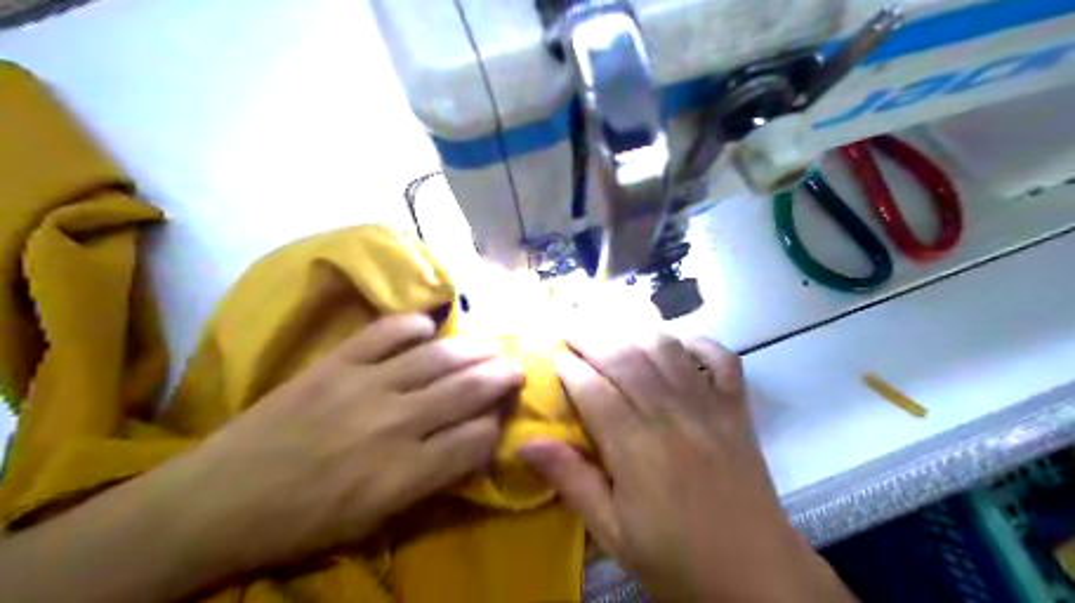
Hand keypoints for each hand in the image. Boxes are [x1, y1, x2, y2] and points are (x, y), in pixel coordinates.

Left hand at [155, 313, 520, 576]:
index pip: (475, 438)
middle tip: (517, 368)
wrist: (221, 499)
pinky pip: (385, 333)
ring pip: (437, 357)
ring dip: (472, 349)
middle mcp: (395, 423)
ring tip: (490, 345)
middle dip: (501, 377)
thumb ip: (430, 480)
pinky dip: (412, 325)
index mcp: (405, 473)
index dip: (496, 425)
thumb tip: (467, 445)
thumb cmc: (303, 521)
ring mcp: (365, 386)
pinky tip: (429, 325)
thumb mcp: (377, 520)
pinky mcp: (336, 363)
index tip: (501, 418)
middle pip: (467, 390)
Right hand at [521, 331, 856, 602]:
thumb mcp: (613, 531)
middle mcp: (671, 414)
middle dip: (591, 335)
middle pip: (625, 358)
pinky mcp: (736, 408)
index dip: (569, 368)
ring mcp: (709, 405)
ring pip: (666, 349)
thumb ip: (571, 481)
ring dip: (633, 330)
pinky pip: (721, 358)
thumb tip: (525, 444)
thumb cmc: (676, 557)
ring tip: (609, 323)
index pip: (594, 390)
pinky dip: (698, 341)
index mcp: (637, 447)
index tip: (552, 356)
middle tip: (568, 322)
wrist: (756, 574)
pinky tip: (677, 340)